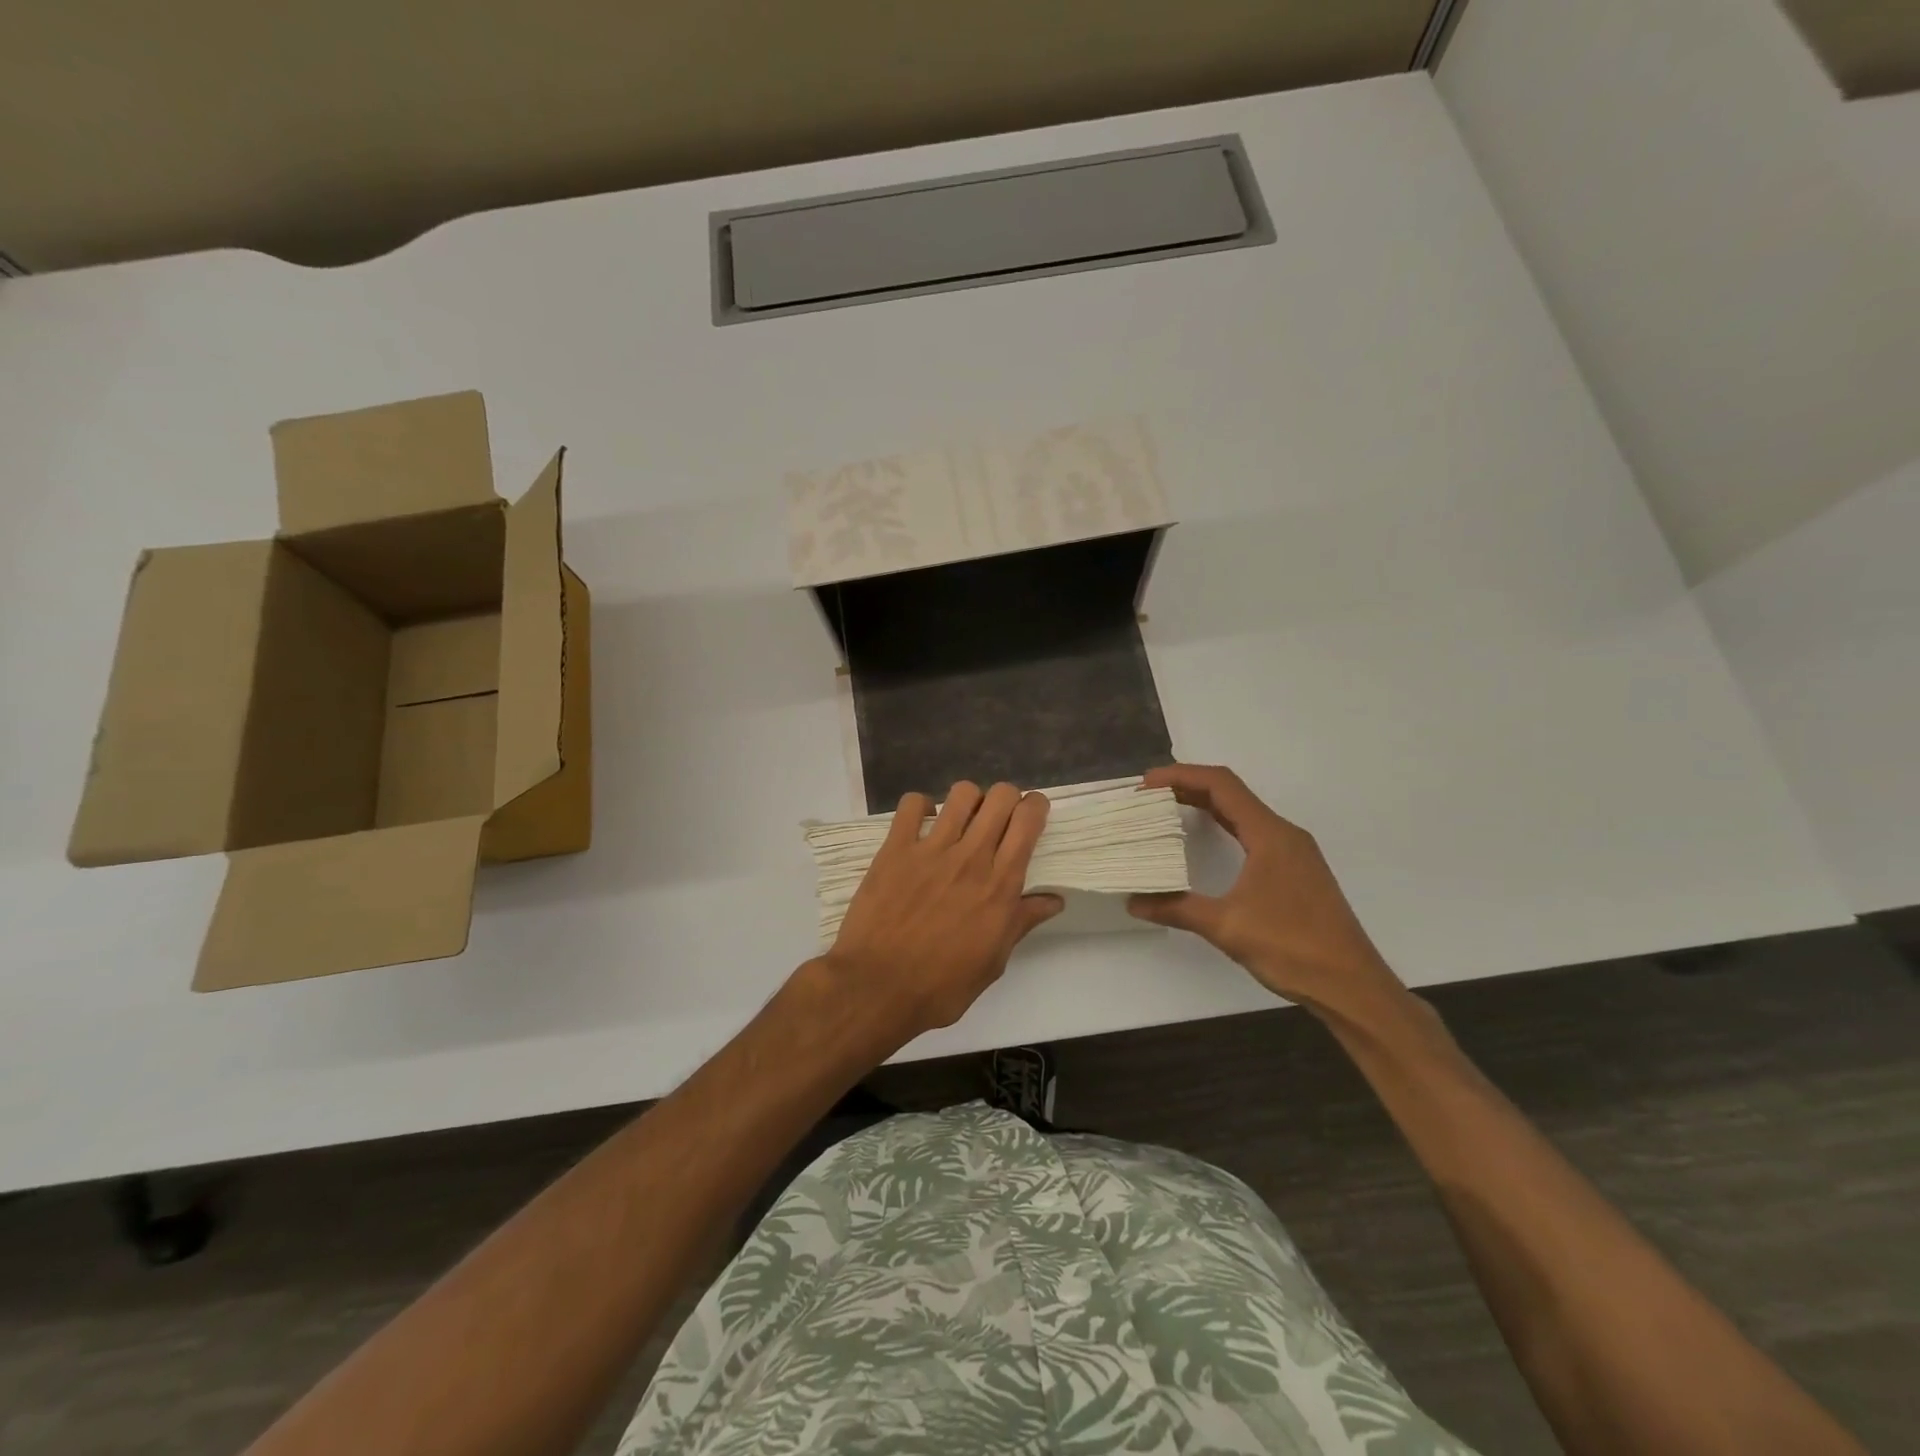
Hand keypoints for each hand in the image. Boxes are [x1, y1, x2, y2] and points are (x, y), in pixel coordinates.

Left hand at [825, 782, 1063, 1046]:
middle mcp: (971, 857)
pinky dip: (921, 807)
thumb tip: (1054, 900)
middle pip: (1001, 796)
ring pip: (962, 793)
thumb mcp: (992, 962)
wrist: (877, 988)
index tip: (1032, 814)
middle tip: (999, 819)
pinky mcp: (895, 849)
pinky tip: (923, 825)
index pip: (1028, 821)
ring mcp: (931, 849)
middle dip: (1007, 798)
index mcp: (1000, 885)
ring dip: (969, 801)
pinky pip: (912, 804)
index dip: (1035, 806)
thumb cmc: (941, 986)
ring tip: (962, 821)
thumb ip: (1021, 922)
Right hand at [1128, 764, 1407, 1024]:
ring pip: (1243, 813)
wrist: (1352, 986)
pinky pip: (1253, 833)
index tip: (1148, 782)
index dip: (1182, 776)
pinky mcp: (1296, 871)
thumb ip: (1177, 908)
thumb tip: (1134, 901)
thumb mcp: (1227, 927)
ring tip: (1168, 810)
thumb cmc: (1292, 948)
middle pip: (1232, 794)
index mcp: (1270, 835)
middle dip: (1189, 787)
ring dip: (1206, 805)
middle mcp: (1284, 834)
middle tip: (1150, 796)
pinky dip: (1223, 826)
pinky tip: (1205, 840)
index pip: (1222, 785)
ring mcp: (1293, 853)